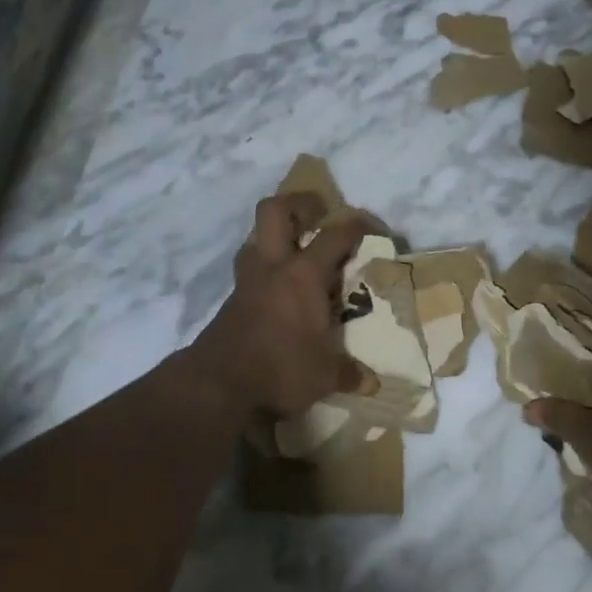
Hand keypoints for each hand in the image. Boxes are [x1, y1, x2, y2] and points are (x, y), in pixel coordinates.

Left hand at [190, 193, 370, 418]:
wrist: (218, 387)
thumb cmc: (280, 370)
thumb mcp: (324, 376)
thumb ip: (348, 372)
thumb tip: (371, 381)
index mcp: (304, 275)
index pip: (335, 235)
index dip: (357, 225)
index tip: (373, 229)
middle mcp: (274, 267)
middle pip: (275, 210)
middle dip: (298, 204)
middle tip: (318, 215)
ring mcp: (247, 281)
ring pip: (255, 239)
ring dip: (274, 238)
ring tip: (296, 254)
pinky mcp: (231, 300)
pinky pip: (249, 271)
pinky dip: (265, 272)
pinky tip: (279, 293)